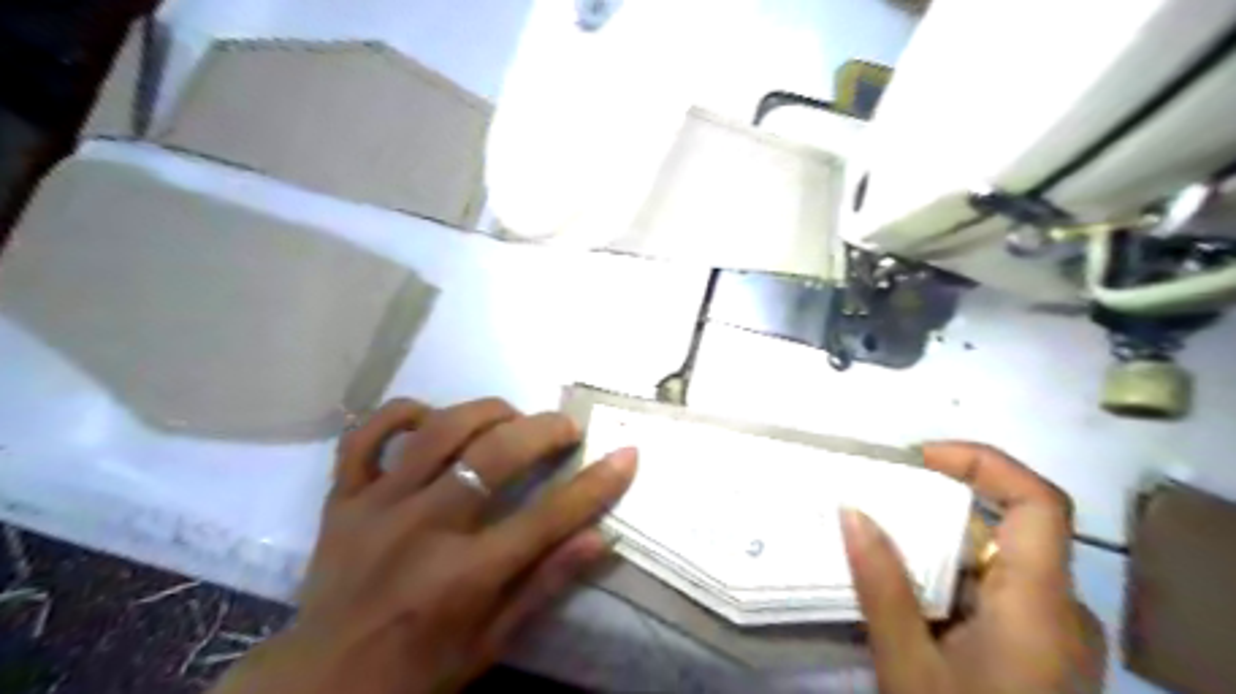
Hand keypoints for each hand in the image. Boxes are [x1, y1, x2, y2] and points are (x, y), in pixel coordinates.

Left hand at [210, 395, 631, 693]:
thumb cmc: (417, 670)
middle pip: (496, 455)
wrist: (318, 686)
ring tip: (511, 419)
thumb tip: (599, 538)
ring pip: (440, 429)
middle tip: (565, 428)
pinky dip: (402, 414)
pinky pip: (366, 435)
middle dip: (544, 430)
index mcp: (464, 576)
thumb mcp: (491, 642)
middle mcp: (423, 529)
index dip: (596, 483)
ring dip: (487, 412)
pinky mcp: (342, 497)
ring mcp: (376, 506)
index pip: (549, 517)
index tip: (626, 454)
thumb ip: (545, 584)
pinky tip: (432, 418)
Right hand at [846, 446, 1105, 693]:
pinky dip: (943, 576)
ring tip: (877, 547)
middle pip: (1005, 529)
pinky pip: (989, 589)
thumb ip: (881, 586)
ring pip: (992, 562)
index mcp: (1040, 608)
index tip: (922, 457)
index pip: (1039, 505)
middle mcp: (1057, 610)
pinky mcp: (1032, 648)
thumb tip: (850, 510)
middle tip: (878, 502)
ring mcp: (1048, 632)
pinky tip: (903, 592)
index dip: (985, 464)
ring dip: (934, 546)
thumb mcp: (910, 668)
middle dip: (938, 509)